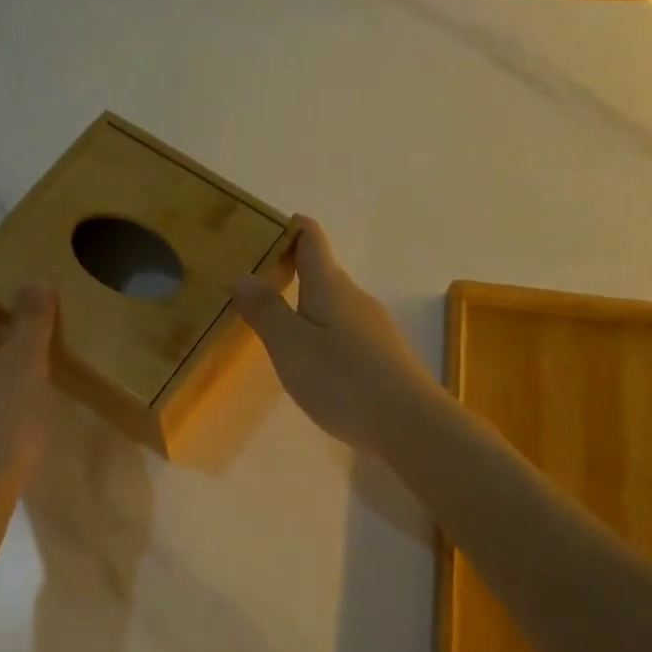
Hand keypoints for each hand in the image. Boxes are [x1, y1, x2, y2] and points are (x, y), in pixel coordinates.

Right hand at [231, 217, 441, 456]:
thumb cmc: (342, 380)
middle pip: (324, 272)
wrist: (409, 424)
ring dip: (308, 305)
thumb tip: (242, 275)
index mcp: (331, 287)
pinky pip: (346, 331)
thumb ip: (266, 310)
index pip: (312, 241)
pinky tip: (313, 359)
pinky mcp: (383, 357)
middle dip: (292, 270)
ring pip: (336, 304)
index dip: (292, 228)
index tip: (266, 227)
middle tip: (257, 282)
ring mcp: (374, 328)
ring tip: (278, 323)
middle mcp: (356, 299)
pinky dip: (324, 332)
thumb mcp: (291, 346)